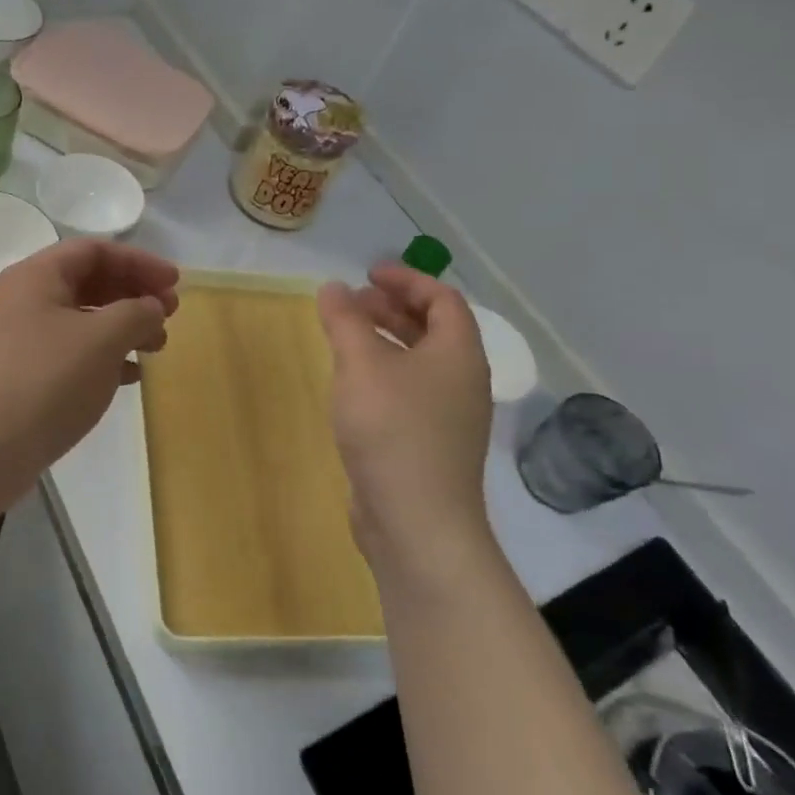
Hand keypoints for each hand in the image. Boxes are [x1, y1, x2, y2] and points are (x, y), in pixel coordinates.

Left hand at [0, 238, 178, 504]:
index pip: (94, 250)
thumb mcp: (102, 340)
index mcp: (35, 276)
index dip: (139, 261)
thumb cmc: (45, 382)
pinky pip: (68, 351)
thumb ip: (136, 313)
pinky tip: (129, 376)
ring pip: (80, 319)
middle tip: (170, 315)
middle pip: (87, 282)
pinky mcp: (18, 375)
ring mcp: (16, 338)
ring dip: (122, 327)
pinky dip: (102, 356)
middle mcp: (21, 299)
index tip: (175, 283)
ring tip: (156, 348)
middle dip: (133, 294)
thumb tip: (150, 308)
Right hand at [317, 264, 495, 592]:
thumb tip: (333, 287)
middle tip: (353, 301)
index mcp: (458, 354)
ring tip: (347, 336)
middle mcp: (462, 381)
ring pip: (420, 362)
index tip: (368, 273)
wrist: (417, 521)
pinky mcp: (430, 444)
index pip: (443, 299)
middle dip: (393, 308)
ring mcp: (449, 416)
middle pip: (433, 329)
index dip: (407, 279)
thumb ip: (345, 320)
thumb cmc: (393, 429)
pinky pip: (410, 391)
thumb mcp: (361, 365)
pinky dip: (385, 373)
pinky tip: (353, 384)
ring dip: (386, 340)